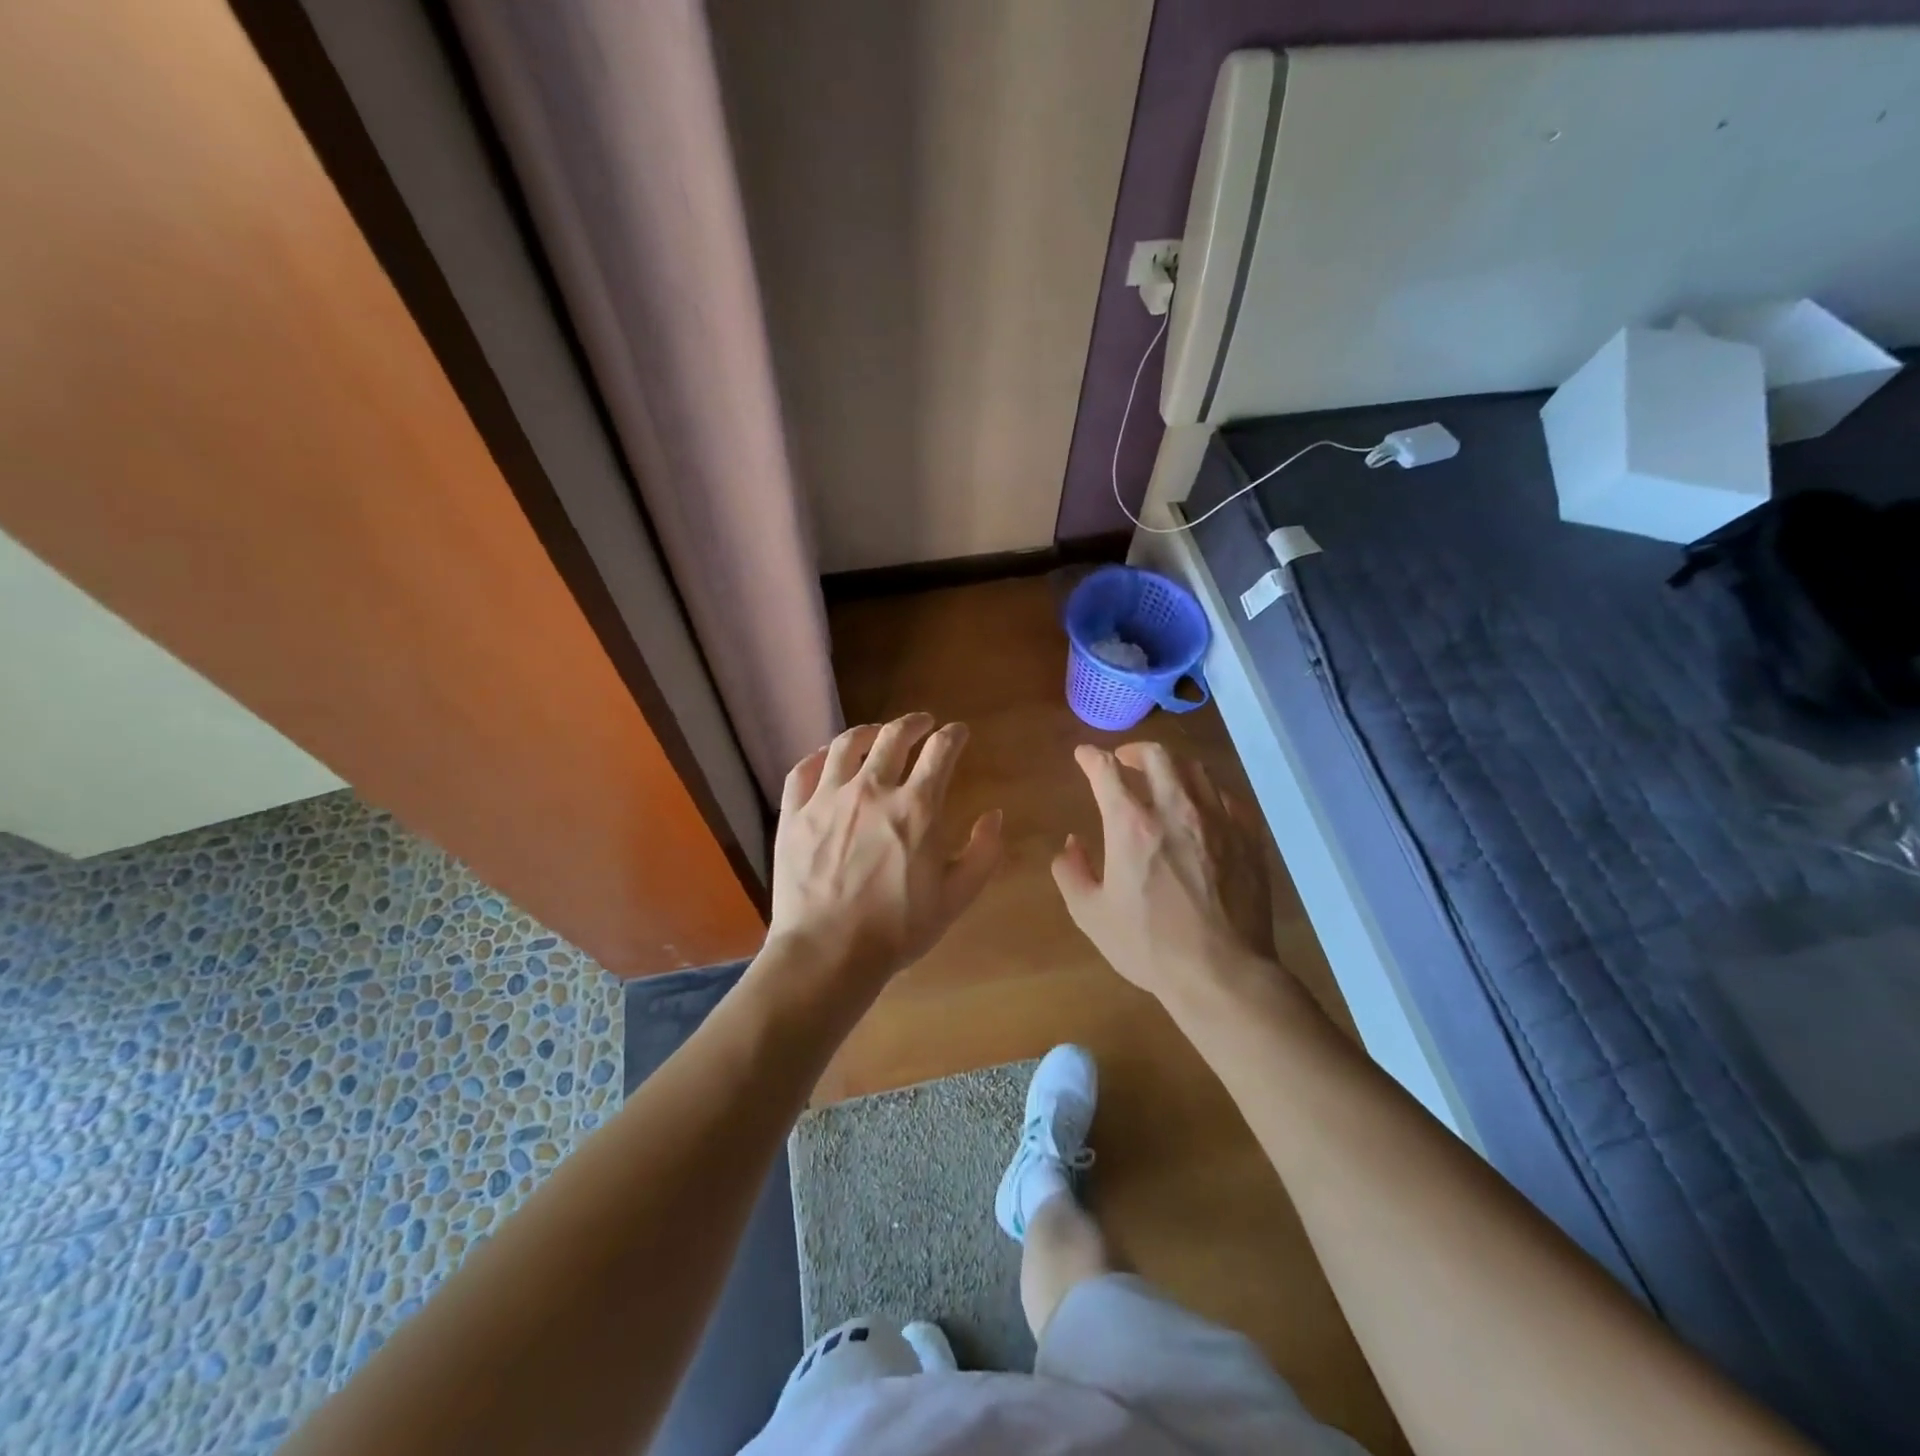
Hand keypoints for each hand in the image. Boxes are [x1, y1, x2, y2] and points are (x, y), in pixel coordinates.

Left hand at [765, 714, 1002, 997]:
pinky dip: (821, 756)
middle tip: (923, 723)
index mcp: (916, 808)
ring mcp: (828, 798)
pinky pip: (804, 770)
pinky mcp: (795, 814)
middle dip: (914, 723)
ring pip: (848, 744)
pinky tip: (829, 758)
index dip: (954, 735)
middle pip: (895, 737)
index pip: (941, 751)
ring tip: (878, 733)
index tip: (959, 733)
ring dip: (869, 731)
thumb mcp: (957, 897)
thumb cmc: (898, 929)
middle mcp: (872, 790)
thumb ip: (983, 852)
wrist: (828, 953)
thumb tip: (995, 815)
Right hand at [1053, 742, 1281, 1007]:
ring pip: (1195, 769)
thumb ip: (1072, 872)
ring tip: (1163, 778)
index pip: (1106, 770)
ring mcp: (1217, 820)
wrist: (1222, 972)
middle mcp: (1175, 809)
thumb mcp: (1090, 914)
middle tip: (1125, 761)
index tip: (1083, 755)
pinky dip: (1207, 792)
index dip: (1091, 757)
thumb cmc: (1149, 945)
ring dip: (1172, 766)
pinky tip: (1203, 807)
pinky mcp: (1248, 837)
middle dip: (1134, 750)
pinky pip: (1227, 797)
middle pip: (1156, 755)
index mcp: (1131, 825)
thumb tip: (1071, 844)